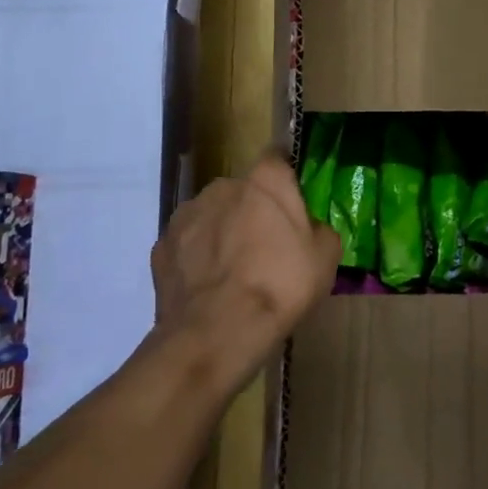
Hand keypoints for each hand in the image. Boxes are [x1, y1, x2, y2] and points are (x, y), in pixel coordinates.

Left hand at [149, 154, 340, 390]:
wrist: (217, 331)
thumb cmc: (281, 285)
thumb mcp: (326, 257)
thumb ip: (318, 230)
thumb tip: (307, 228)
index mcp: (265, 182)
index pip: (276, 157)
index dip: (284, 176)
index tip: (291, 198)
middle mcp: (222, 187)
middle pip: (241, 191)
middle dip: (251, 210)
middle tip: (266, 245)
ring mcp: (185, 216)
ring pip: (211, 216)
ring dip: (221, 232)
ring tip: (233, 272)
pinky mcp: (161, 248)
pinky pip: (187, 245)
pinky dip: (196, 258)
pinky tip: (209, 287)